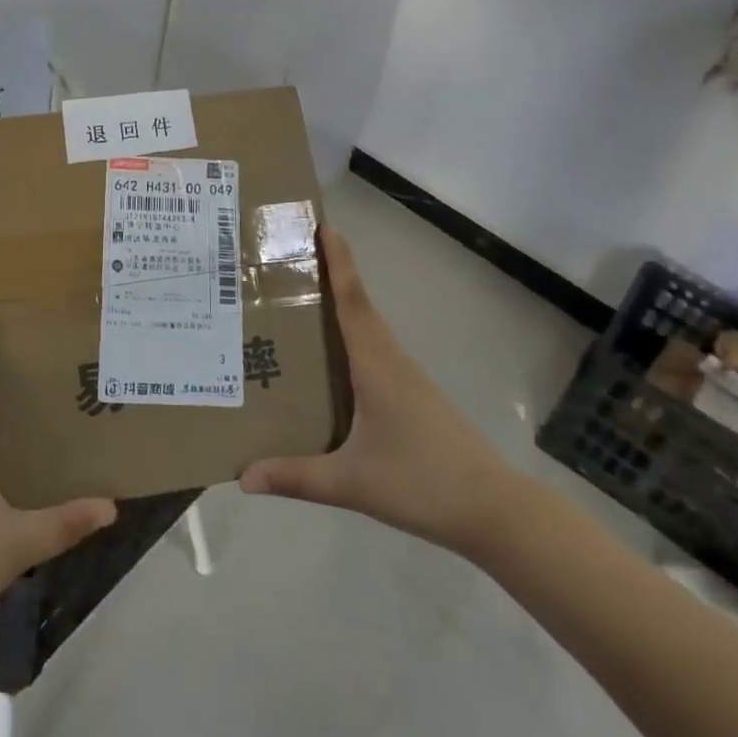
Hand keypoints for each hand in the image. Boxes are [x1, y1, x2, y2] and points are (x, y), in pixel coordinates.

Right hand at [239, 228, 523, 556]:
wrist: (494, 511)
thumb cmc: (423, 483)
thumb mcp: (352, 482)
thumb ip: (297, 477)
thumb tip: (243, 476)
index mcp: (376, 365)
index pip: (352, 300)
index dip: (337, 261)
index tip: (321, 225)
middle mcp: (391, 360)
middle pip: (357, 305)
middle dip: (330, 274)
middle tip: (290, 257)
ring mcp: (406, 378)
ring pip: (367, 329)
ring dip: (340, 305)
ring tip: (299, 301)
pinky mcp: (413, 396)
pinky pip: (374, 351)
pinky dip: (350, 338)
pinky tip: (331, 360)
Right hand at [713, 329, 737, 376]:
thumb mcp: (730, 363)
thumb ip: (724, 367)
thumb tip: (720, 370)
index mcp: (720, 338)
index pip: (717, 351)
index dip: (721, 362)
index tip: (726, 371)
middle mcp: (729, 336)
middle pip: (729, 352)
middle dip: (733, 363)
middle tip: (737, 373)